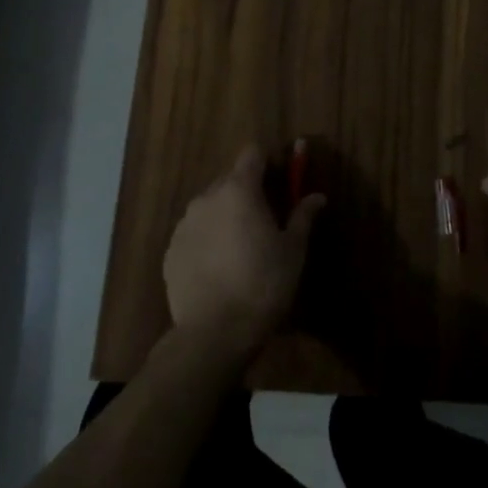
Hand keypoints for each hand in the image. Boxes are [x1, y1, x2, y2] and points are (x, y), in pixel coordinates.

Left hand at [164, 143, 324, 360]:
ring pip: (210, 206)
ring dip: (225, 215)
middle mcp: (207, 198)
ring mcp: (184, 224)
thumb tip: (317, 196)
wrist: (214, 334)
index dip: (268, 161)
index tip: (280, 179)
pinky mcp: (170, 252)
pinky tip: (219, 268)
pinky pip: (194, 233)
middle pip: (230, 179)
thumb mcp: (293, 250)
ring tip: (240, 247)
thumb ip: (303, 216)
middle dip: (247, 191)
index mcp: (240, 190)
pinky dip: (207, 239)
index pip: (252, 153)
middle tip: (265, 219)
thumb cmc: (263, 284)